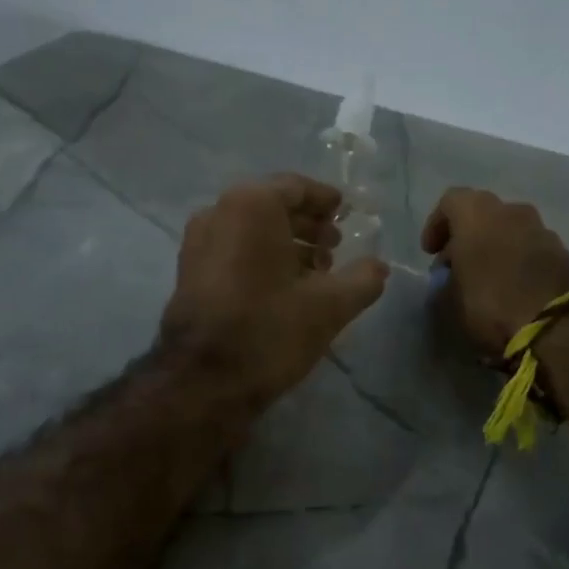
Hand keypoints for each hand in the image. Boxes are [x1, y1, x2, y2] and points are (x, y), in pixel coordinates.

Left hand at [161, 174, 389, 404]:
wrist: (201, 380)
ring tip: (315, 271)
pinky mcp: (189, 270)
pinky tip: (284, 286)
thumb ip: (363, 279)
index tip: (346, 214)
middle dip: (307, 224)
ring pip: (251, 228)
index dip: (326, 200)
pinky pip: (233, 247)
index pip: (296, 188)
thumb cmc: (269, 329)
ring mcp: (197, 241)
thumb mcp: (329, 305)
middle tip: (335, 247)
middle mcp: (218, 211)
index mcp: (251, 205)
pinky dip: (260, 255)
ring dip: (285, 242)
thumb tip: (379, 267)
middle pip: (272, 205)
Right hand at [421, 188, 568, 355]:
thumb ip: (448, 279)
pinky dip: (521, 261)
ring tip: (489, 278)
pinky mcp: (567, 254)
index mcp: (478, 214)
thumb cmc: (492, 305)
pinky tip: (515, 288)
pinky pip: (534, 249)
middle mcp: (513, 212)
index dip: (437, 224)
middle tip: (459, 265)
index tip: (431, 252)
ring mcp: (544, 231)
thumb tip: (453, 276)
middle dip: (469, 236)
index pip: (451, 201)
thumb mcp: (451, 300)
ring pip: (512, 230)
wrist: (558, 328)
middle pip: (484, 213)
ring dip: (498, 247)